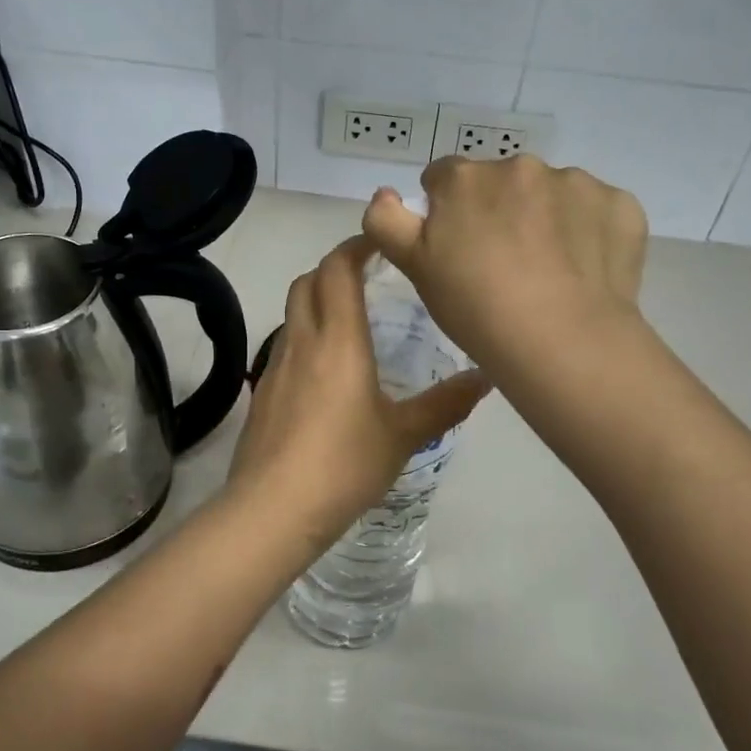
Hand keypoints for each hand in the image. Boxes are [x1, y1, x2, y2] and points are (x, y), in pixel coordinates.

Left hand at [227, 236, 488, 554]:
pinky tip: (327, 371)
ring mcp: (275, 367)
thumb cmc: (344, 464)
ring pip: (292, 313)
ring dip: (317, 301)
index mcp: (338, 339)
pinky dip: (305, 337)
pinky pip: (284, 346)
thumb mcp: (404, 435)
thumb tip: (486, 377)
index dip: (355, 246)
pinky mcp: (263, 393)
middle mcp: (301, 341)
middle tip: (367, 275)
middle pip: (307, 281)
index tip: (380, 241)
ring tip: (351, 320)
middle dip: (333, 267)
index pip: (337, 269)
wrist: (272, 509)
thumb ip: (445, 404)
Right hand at [362, 155, 648, 380]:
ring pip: (552, 193)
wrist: (561, 340)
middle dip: (498, 209)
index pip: (443, 177)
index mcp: (466, 179)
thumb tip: (384, 193)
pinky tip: (583, 271)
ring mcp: (577, 183)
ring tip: (549, 272)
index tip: (456, 246)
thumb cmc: (476, 308)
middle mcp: (521, 166)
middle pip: (501, 181)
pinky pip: (596, 211)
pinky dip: (588, 232)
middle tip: (502, 265)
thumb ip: (387, 222)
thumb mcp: (415, 269)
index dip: (445, 210)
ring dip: (546, 218)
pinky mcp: (619, 205)